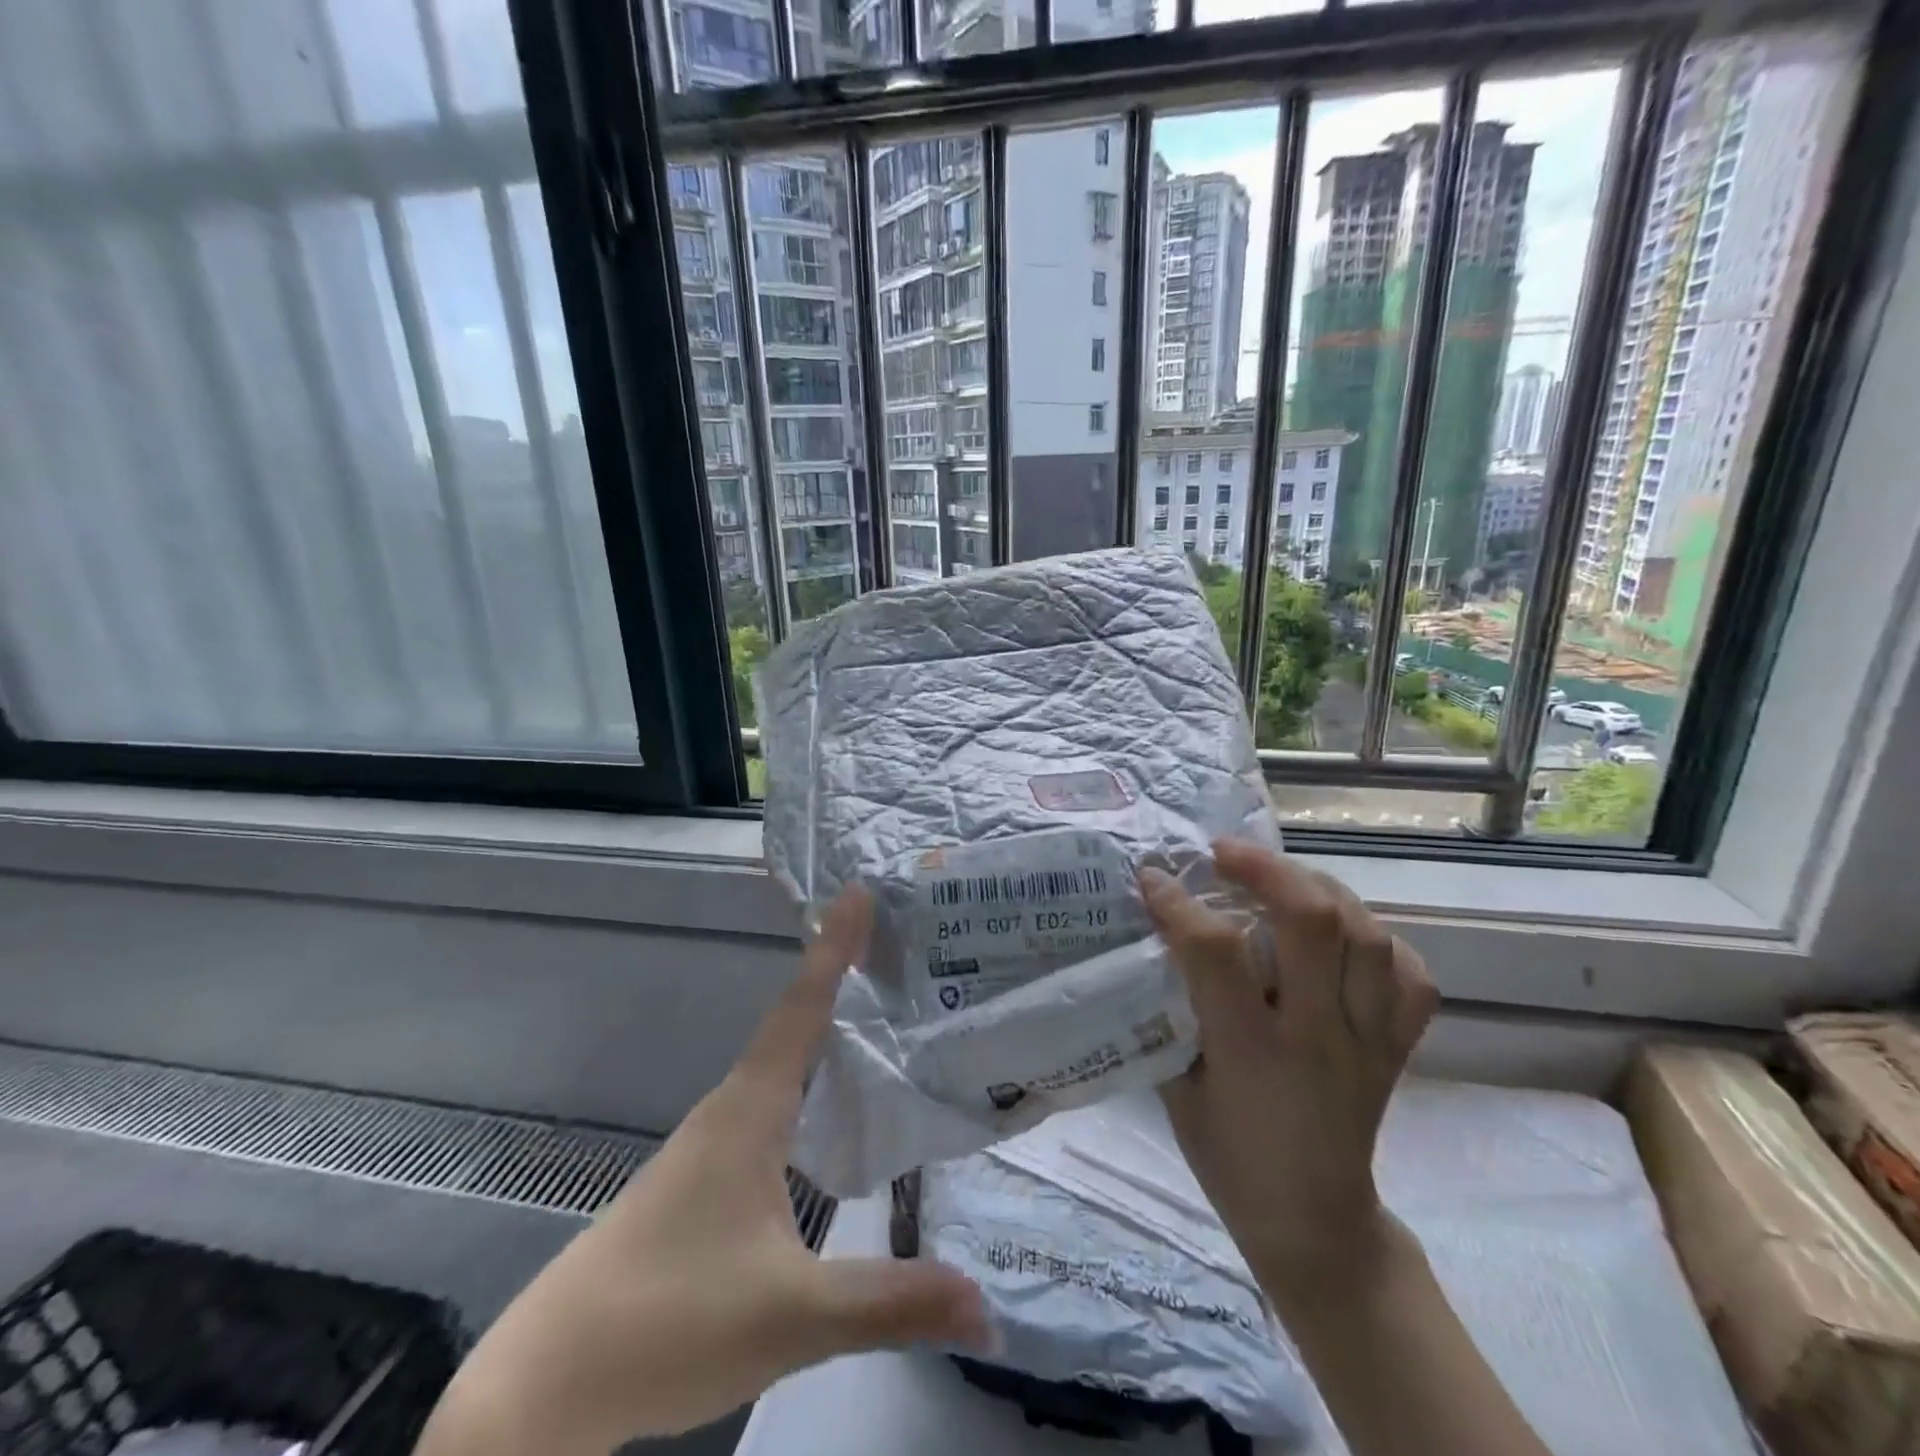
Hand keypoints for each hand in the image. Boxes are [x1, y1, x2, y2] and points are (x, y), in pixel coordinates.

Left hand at [416, 887, 991, 1455]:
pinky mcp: (702, 1177)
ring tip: (873, 1009)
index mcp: (750, 1110)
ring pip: (778, 1063)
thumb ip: (891, 1302)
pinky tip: (826, 1105)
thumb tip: (986, 1306)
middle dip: (837, 974)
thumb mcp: (792, 1314)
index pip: (802, 1007)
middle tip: (892, 943)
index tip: (857, 891)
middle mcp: (731, 1109)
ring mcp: (711, 1143)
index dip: (833, 947)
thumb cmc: (670, 1320)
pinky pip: (768, 1101)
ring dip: (820, 1026)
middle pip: (792, 1021)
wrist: (545, 1387)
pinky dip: (805, 1077)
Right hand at [1138, 839, 1437, 1288]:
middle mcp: (1319, 1036)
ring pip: (1367, 935)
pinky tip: (1342, 933)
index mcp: (1252, 1051)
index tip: (1153, 878)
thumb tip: (1154, 941)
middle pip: (1313, 921)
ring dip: (1319, 890)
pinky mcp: (1398, 1049)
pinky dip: (1377, 940)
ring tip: (1281, 879)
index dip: (1178, 903)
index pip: (1216, 950)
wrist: (1314, 1222)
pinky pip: (1408, 975)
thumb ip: (1170, 1011)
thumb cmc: (1228, 1155)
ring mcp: (1369, 1041)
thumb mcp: (1176, 1085)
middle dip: (1265, 869)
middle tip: (1225, 854)